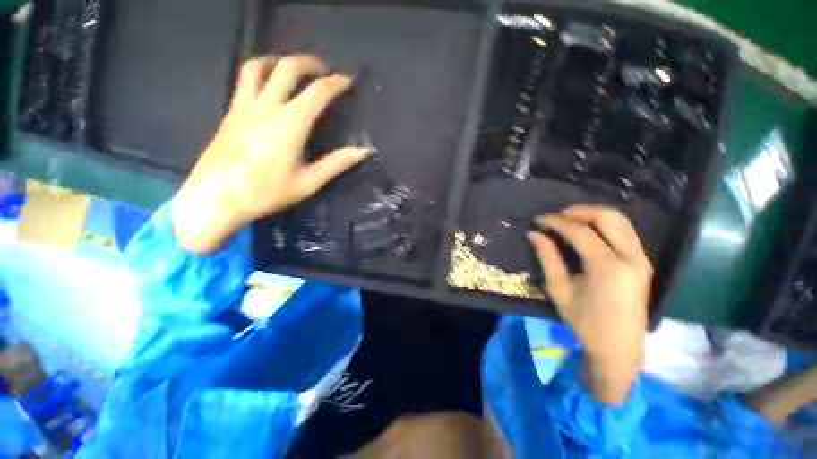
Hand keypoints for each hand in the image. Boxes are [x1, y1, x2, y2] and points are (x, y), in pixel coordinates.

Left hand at [172, 55, 369, 253]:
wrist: (216, 197)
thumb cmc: (266, 192)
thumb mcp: (308, 182)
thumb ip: (336, 163)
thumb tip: (363, 151)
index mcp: (290, 123)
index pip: (317, 92)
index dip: (335, 83)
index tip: (347, 82)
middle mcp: (266, 106)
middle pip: (287, 68)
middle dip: (308, 63)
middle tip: (322, 68)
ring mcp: (244, 106)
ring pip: (258, 67)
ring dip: (278, 61)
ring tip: (291, 69)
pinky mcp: (230, 113)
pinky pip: (244, 81)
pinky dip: (260, 73)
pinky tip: (266, 88)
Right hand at [528, 205, 652, 404]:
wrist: (620, 349)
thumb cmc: (585, 323)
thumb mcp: (560, 290)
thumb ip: (548, 257)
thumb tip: (534, 234)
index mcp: (608, 267)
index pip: (580, 231)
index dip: (556, 221)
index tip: (539, 220)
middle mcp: (631, 257)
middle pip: (608, 216)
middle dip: (579, 211)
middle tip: (556, 218)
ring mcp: (641, 258)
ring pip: (620, 220)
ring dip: (592, 215)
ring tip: (568, 221)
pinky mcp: (643, 261)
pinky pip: (624, 231)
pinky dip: (603, 224)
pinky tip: (586, 232)